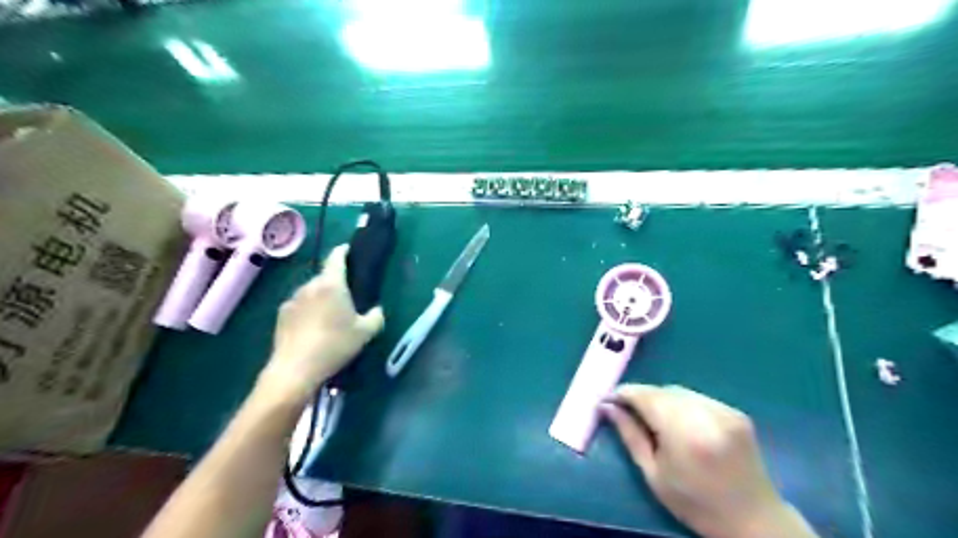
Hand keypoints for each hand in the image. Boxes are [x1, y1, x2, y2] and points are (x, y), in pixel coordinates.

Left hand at [260, 243, 382, 403]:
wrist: (296, 369)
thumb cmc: (335, 345)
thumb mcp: (366, 332)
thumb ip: (376, 316)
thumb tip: (376, 309)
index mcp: (331, 284)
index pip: (336, 258)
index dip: (343, 251)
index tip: (348, 249)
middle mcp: (310, 286)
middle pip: (324, 276)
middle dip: (335, 282)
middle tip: (347, 296)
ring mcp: (292, 300)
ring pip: (311, 292)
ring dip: (321, 297)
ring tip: (329, 315)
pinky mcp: (281, 315)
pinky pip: (299, 305)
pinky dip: (308, 310)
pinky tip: (313, 328)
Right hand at [604, 384, 814, 534]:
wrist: (754, 521)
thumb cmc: (695, 504)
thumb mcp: (653, 474)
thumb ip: (629, 435)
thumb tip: (607, 406)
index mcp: (684, 433)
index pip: (645, 396)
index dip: (623, 393)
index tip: (607, 399)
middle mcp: (707, 414)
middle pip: (662, 390)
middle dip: (641, 397)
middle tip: (627, 411)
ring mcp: (724, 410)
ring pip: (678, 391)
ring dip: (660, 399)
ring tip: (653, 419)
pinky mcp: (735, 411)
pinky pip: (696, 397)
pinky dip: (681, 404)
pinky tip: (680, 423)